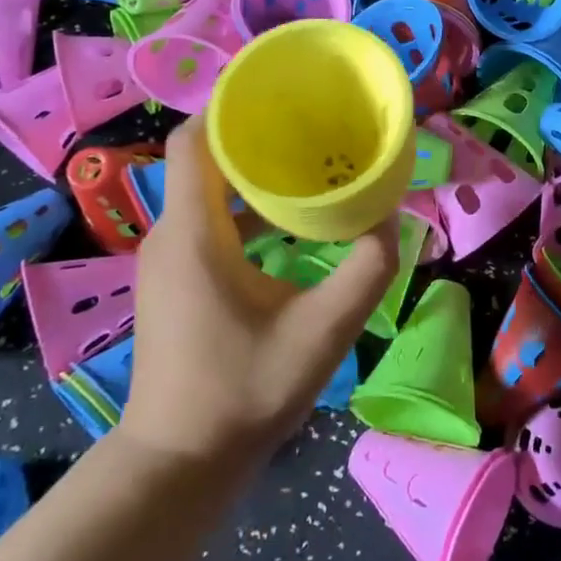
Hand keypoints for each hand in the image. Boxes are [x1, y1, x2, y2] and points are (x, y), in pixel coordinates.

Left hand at [115, 120, 399, 467]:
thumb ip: (366, 272)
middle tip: (311, 124)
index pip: (192, 139)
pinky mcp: (175, 279)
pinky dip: (243, 205)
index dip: (229, 106)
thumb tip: (391, 219)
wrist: (177, 466)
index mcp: (194, 233)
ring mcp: (168, 259)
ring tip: (307, 163)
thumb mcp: (322, 333)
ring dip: (251, 172)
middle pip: (204, 157)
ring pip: (205, 189)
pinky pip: (206, 218)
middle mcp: (171, 234)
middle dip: (254, 134)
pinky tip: (287, 220)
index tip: (279, 94)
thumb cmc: (243, 395)